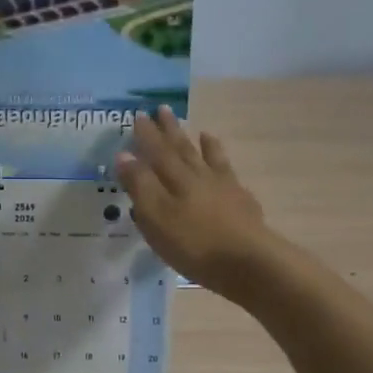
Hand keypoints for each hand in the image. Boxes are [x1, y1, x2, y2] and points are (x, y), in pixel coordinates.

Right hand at [116, 107, 272, 295]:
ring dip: (202, 145)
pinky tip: (227, 170)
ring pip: (210, 160)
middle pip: (183, 149)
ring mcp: (225, 189)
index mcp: (176, 179)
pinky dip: (225, 168)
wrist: (248, 262)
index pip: (157, 152)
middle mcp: (200, 177)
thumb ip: (140, 185)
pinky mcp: (243, 206)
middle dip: (171, 131)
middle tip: (163, 109)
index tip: (139, 115)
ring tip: (200, 130)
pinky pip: (231, 177)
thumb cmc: (194, 243)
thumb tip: (124, 155)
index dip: (147, 135)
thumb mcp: (156, 217)